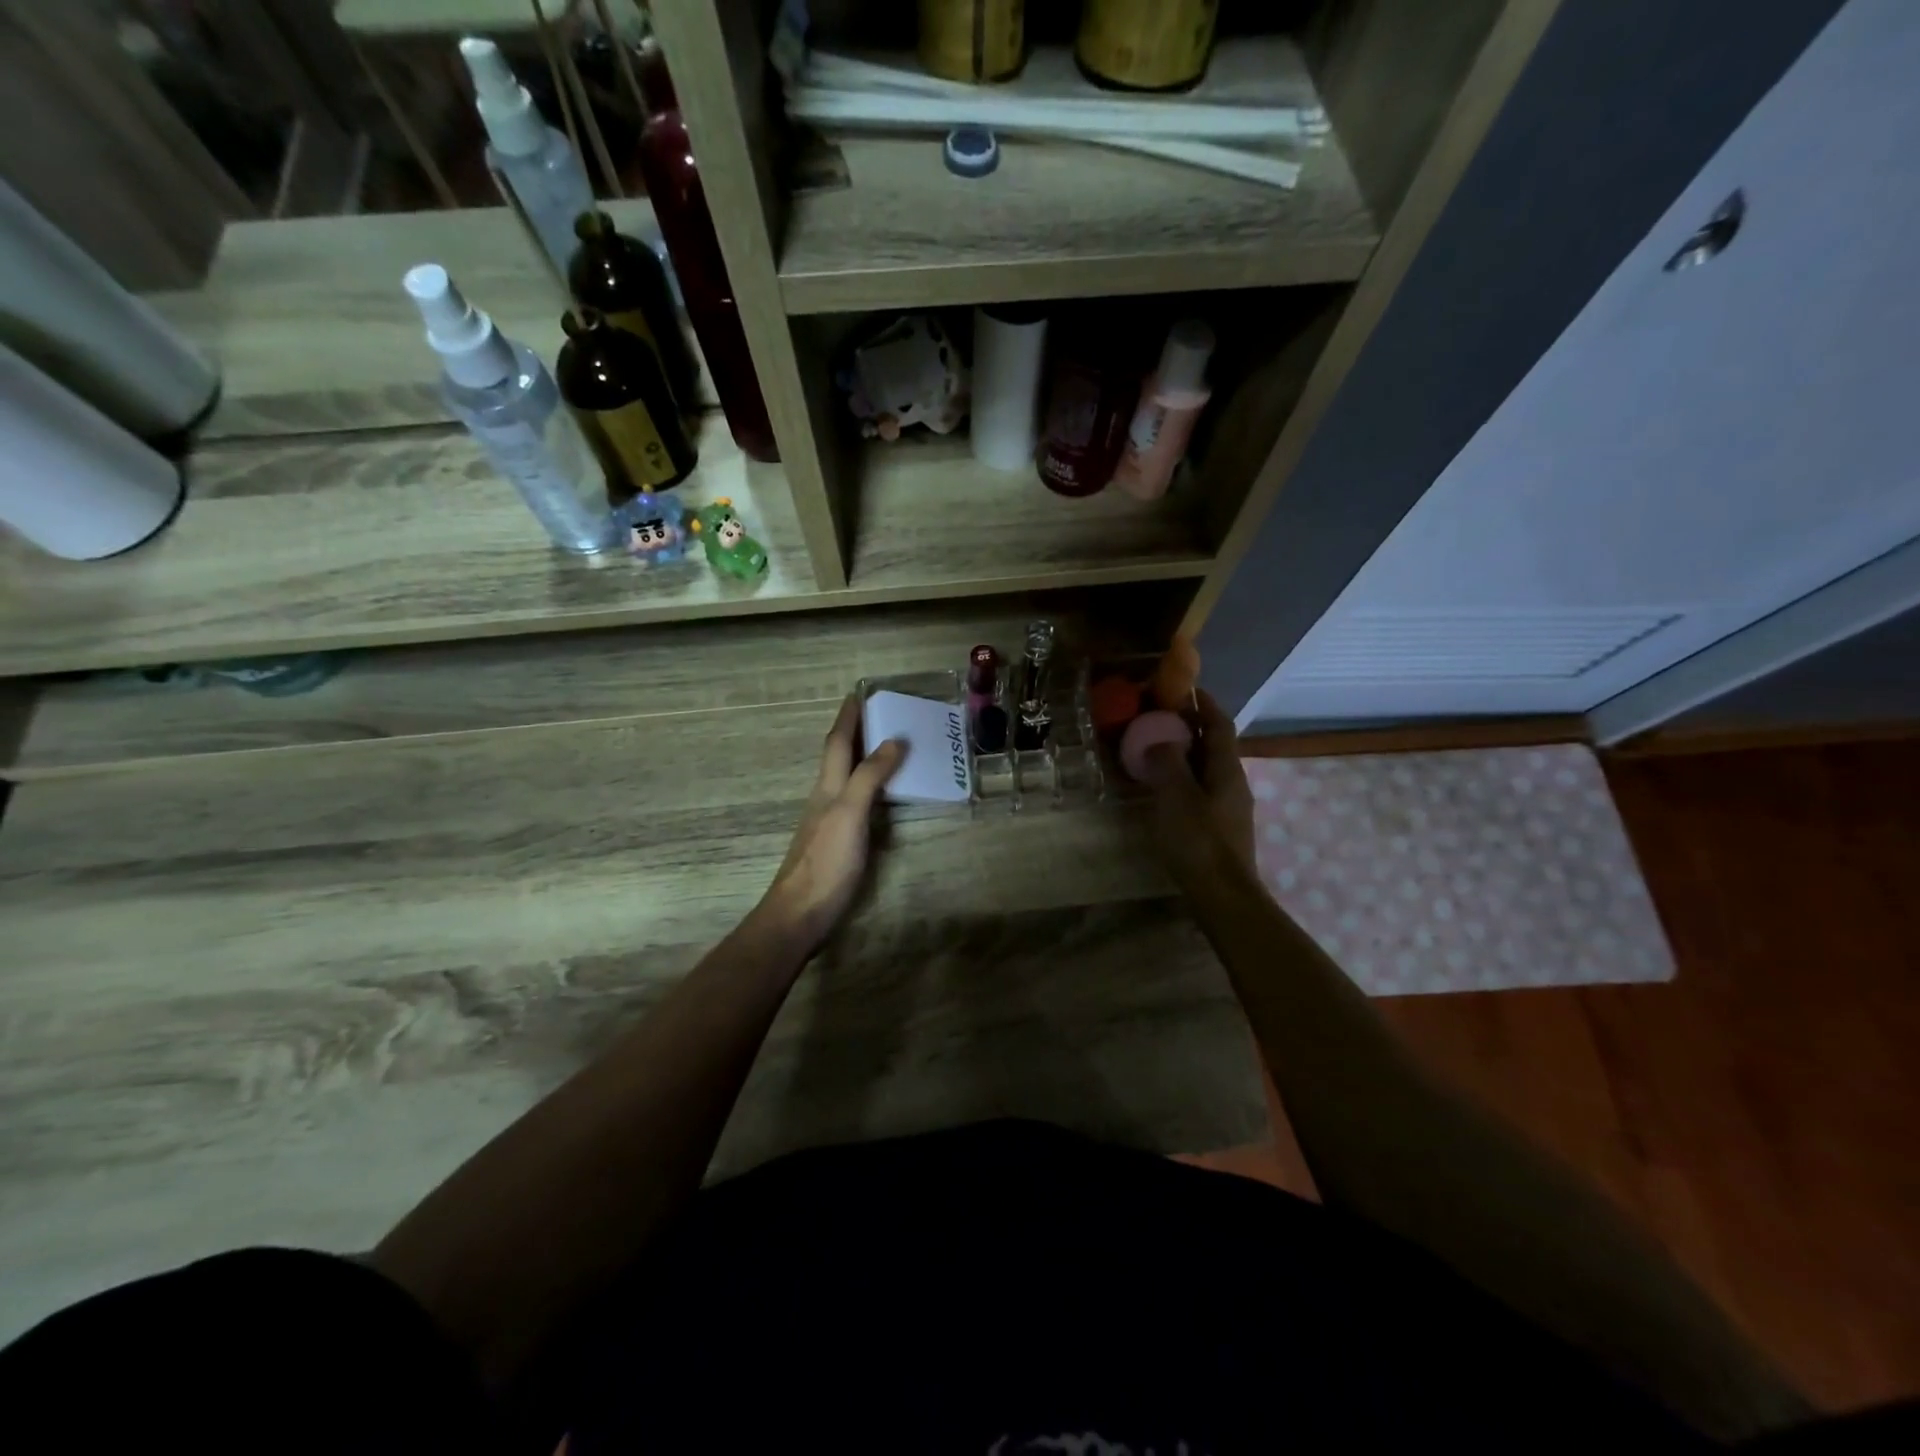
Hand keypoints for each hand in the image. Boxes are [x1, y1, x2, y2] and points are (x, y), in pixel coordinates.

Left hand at [757, 695, 905, 954]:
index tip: (858, 692)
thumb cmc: (826, 862)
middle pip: (839, 756)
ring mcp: (829, 820)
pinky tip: (881, 795)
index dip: (848, 717)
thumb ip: (869, 777)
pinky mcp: (837, 842)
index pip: (837, 742)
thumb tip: (893, 740)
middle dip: (855, 732)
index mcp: (827, 786)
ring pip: (845, 777)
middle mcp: (826, 797)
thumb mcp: (850, 814)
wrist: (800, 913)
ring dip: (862, 757)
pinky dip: (869, 786)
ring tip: (887, 745)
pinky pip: (855, 800)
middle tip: (880, 713)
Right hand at [1137, 690, 1255, 874]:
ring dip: (1185, 753)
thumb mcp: (1176, 796)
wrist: (1223, 896)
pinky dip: (1184, 777)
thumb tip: (1162, 739)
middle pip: (1215, 744)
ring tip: (1155, 750)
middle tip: (1158, 718)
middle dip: (1190, 727)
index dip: (1204, 703)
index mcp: (1227, 768)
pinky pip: (1201, 789)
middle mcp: (1234, 782)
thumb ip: (1167, 762)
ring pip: (1208, 768)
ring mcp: (1229, 806)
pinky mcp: (1220, 827)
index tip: (1182, 689)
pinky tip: (1163, 788)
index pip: (1220, 724)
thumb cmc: (1199, 841)